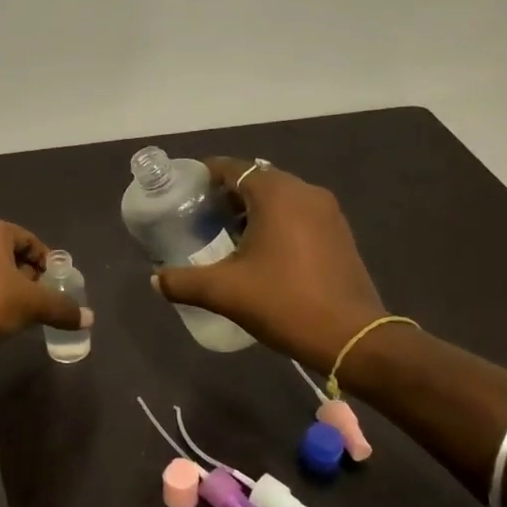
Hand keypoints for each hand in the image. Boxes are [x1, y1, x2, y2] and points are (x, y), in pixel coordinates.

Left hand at [0, 219, 89, 352]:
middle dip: (26, 274)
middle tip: (38, 297)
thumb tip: (89, 319)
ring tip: (19, 310)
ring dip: (6, 285)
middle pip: (8, 253)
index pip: (29, 240)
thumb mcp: (33, 304)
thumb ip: (62, 308)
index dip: (46, 262)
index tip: (55, 284)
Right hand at [153, 158, 383, 367]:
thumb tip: (155, 280)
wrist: (352, 338)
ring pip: (279, 197)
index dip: (205, 175)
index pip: (232, 168)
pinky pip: (298, 214)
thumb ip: (183, 282)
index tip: (183, 191)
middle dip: (226, 194)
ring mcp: (327, 212)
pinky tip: (260, 252)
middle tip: (199, 217)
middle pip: (256, 180)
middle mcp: (304, 192)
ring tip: (225, 236)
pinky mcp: (339, 233)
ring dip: (252, 210)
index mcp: (276, 194)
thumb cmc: (284, 303)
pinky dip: (275, 222)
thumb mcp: (224, 292)